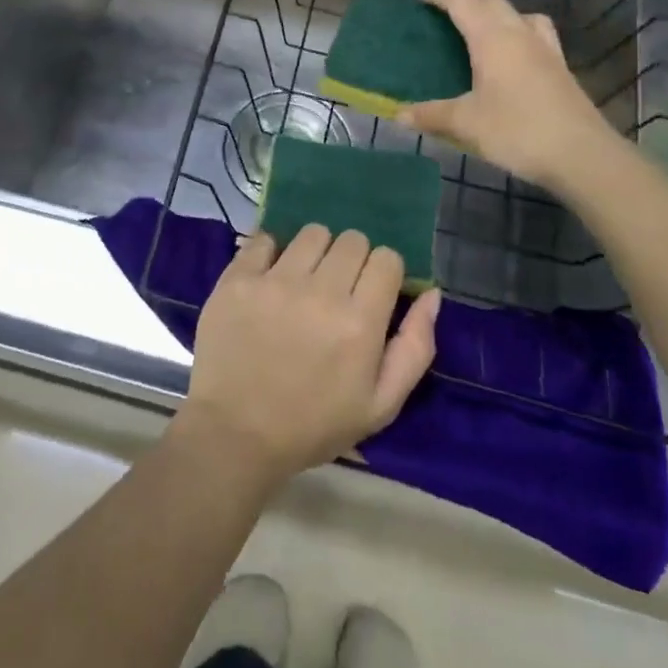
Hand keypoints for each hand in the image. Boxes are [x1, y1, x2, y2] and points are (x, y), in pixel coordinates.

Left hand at [178, 225, 440, 486]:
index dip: (384, 273)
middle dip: (352, 260)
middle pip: (352, 239)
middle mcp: (320, 292)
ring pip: (312, 233)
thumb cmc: (313, 425)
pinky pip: (264, 238)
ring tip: (303, 281)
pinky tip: (269, 278)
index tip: (371, 293)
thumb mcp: (381, 405)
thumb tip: (431, 293)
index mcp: (359, 322)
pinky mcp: (238, 278)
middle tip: (337, 290)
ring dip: (315, 252)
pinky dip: (271, 253)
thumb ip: (415, 347)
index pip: (387, 258)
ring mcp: (275, 281)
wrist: (235, 435)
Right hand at [400, 0, 616, 194]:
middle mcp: (520, 34)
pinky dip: (519, 35)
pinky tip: (513, 61)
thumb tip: (398, 115)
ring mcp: (546, 50)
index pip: (462, 1)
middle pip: (492, 1)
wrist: (583, 156)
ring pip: (520, 14)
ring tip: (481, 34)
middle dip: (466, 2)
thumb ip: (431, 115)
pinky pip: (536, 35)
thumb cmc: (518, 131)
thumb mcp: (466, 124)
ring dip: (497, 15)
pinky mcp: (561, 68)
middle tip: (444, 18)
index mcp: (492, 38)